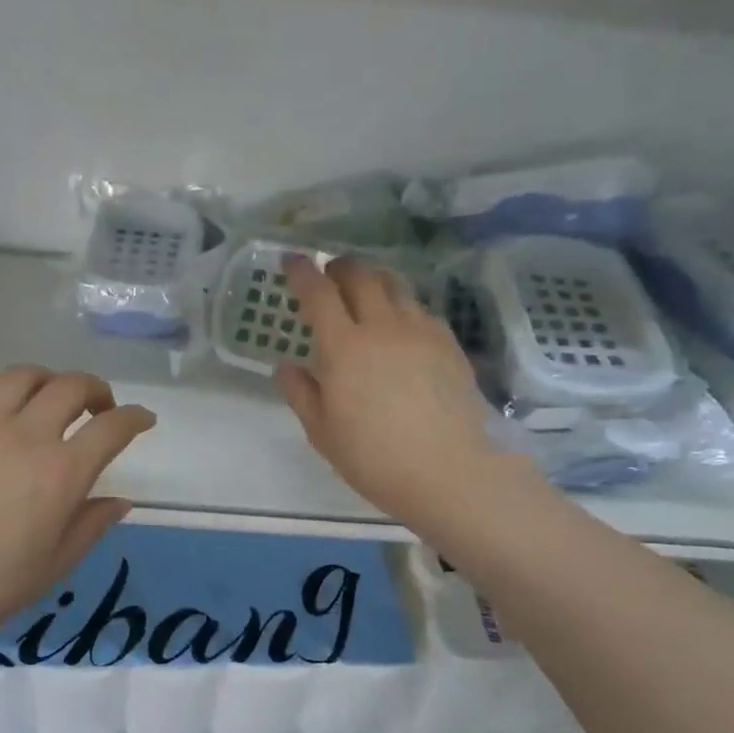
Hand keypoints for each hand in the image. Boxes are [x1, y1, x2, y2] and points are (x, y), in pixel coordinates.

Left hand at [0, 366, 155, 647]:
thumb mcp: (56, 563)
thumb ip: (92, 524)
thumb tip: (120, 501)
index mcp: (62, 473)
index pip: (112, 428)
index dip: (135, 418)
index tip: (142, 419)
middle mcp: (26, 436)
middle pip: (71, 386)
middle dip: (96, 389)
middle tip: (99, 407)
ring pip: (24, 375)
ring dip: (50, 379)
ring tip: (51, 397)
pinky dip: (2, 384)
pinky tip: (4, 399)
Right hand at [276, 256, 524, 530]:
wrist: (448, 471)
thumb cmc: (373, 457)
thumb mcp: (322, 432)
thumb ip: (300, 393)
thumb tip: (285, 367)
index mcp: (344, 347)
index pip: (318, 293)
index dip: (301, 271)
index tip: (291, 261)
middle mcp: (382, 326)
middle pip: (360, 275)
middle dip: (339, 266)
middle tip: (329, 272)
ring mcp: (420, 331)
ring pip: (395, 285)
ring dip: (373, 279)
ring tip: (365, 290)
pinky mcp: (448, 343)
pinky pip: (420, 309)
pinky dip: (401, 305)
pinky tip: (400, 325)